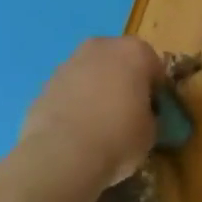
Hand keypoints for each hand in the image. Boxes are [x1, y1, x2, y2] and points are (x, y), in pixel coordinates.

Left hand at [19, 37, 165, 188]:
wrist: (61, 154)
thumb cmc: (117, 137)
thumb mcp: (150, 132)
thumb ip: (148, 116)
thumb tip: (139, 118)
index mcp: (136, 51)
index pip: (154, 67)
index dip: (155, 92)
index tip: (152, 113)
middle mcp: (103, 46)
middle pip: (120, 62)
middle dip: (124, 83)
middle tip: (125, 115)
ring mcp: (70, 62)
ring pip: (92, 74)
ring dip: (96, 91)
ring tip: (96, 127)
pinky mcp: (46, 83)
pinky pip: (70, 91)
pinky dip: (74, 104)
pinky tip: (75, 132)